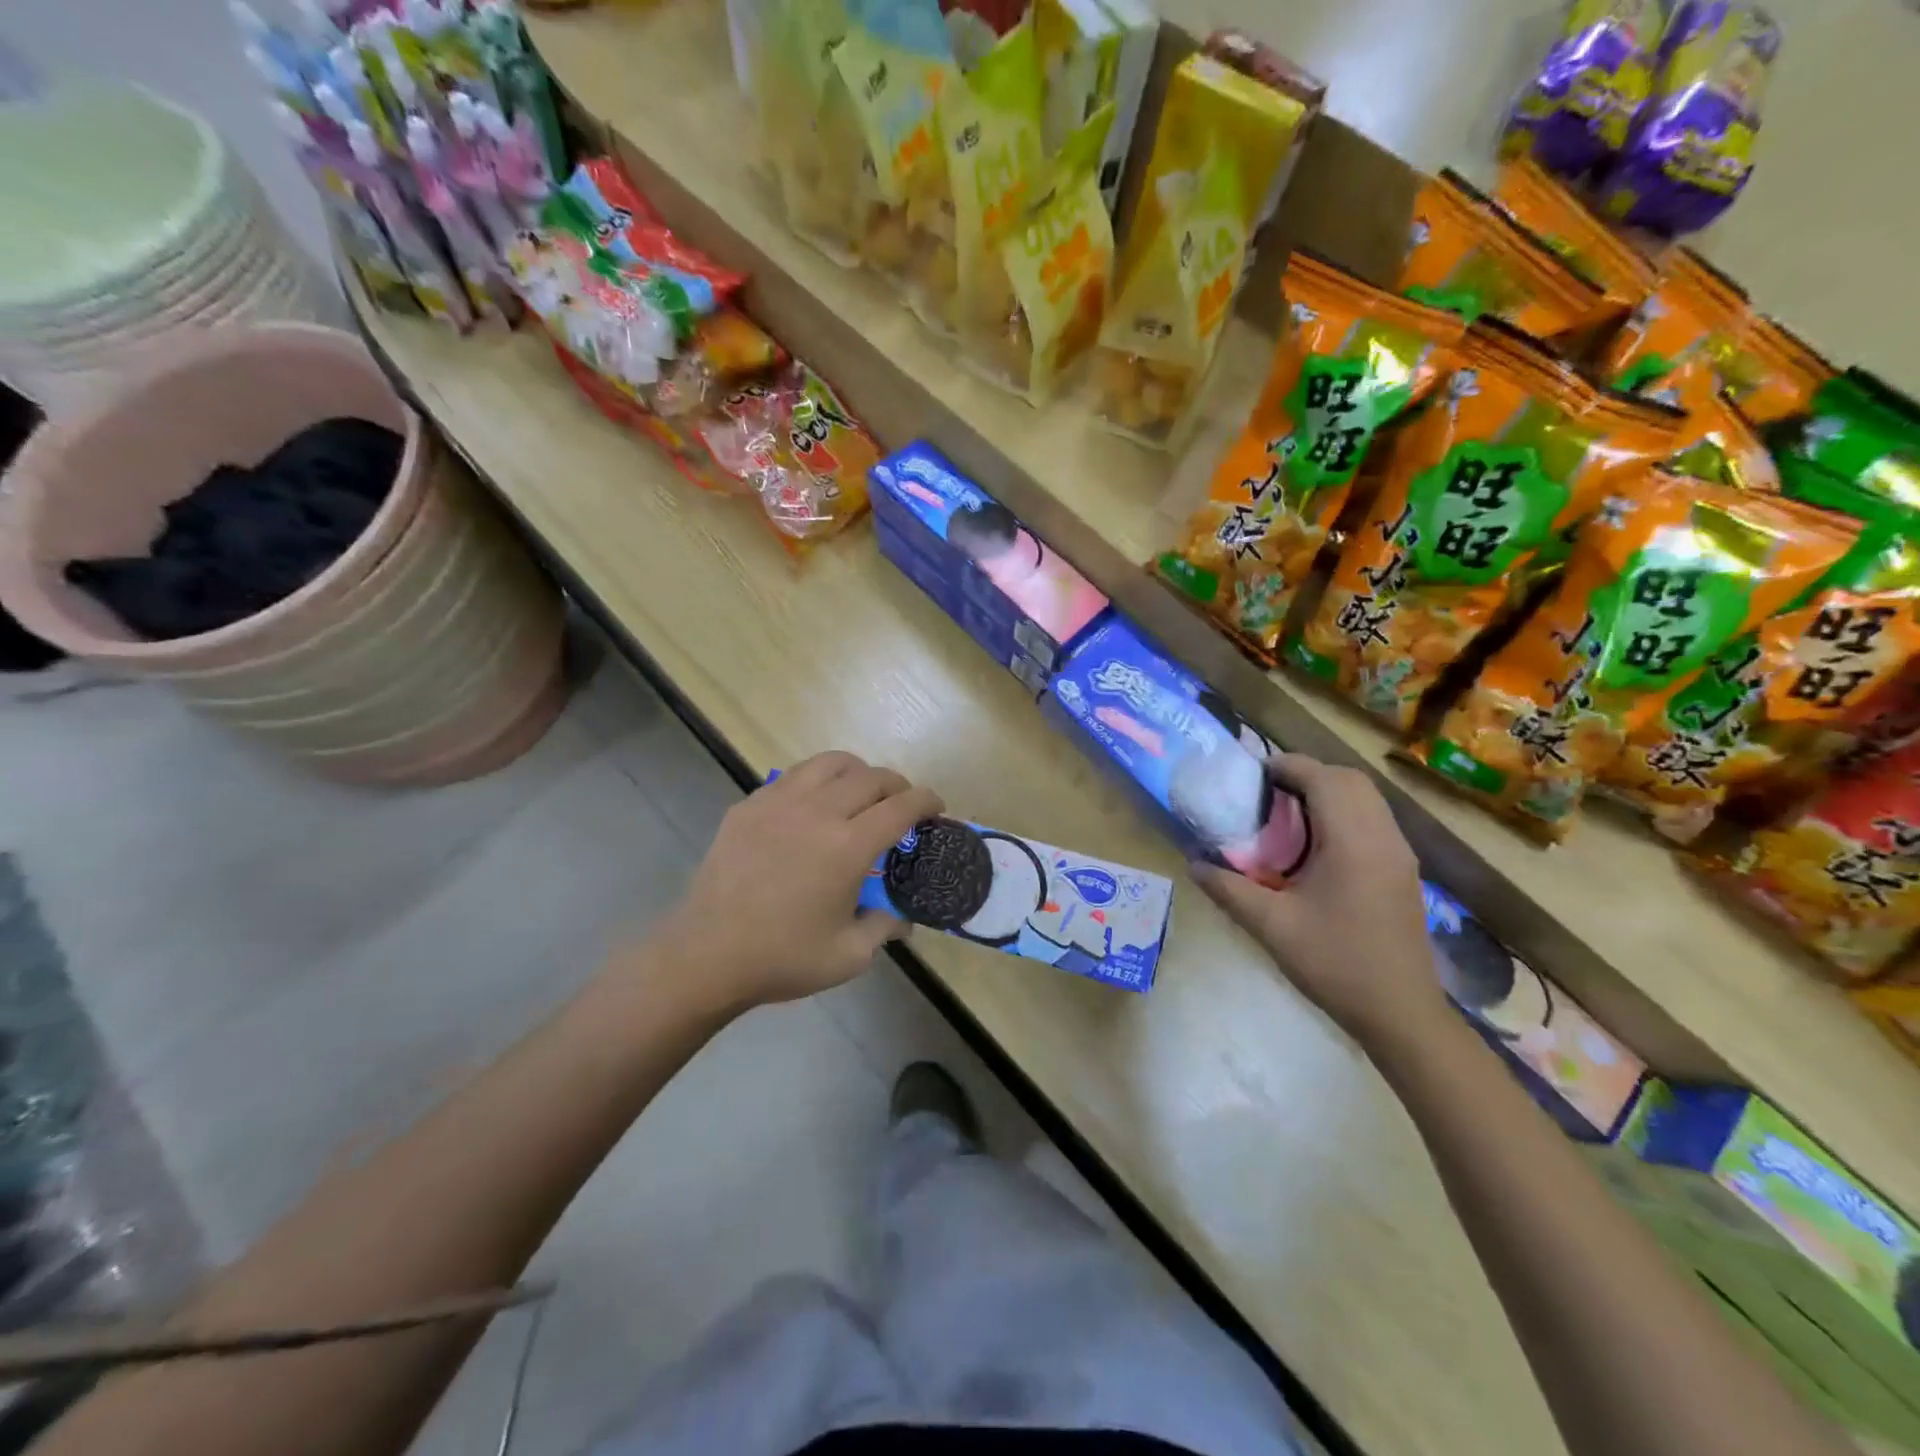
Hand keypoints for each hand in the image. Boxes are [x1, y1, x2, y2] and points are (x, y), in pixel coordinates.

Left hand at [654, 751, 942, 1012]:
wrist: (706, 955)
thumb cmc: (782, 959)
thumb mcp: (849, 956)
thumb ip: (885, 928)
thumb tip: (903, 918)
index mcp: (847, 847)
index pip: (901, 807)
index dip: (926, 801)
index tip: (936, 807)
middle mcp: (818, 812)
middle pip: (871, 777)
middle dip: (897, 785)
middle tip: (902, 804)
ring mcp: (778, 802)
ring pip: (831, 763)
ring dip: (858, 773)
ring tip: (861, 793)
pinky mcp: (749, 805)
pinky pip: (794, 776)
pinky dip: (817, 781)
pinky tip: (814, 807)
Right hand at [1192, 753, 1447, 1050]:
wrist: (1400, 1013)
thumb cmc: (1335, 964)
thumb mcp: (1271, 927)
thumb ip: (1229, 890)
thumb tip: (1192, 864)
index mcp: (1353, 842)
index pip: (1325, 779)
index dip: (1288, 766)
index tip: (1253, 774)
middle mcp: (1383, 837)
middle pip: (1350, 780)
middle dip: (1308, 774)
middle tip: (1267, 792)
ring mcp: (1399, 854)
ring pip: (1366, 798)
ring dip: (1328, 792)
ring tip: (1286, 813)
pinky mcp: (1402, 870)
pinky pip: (1373, 820)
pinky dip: (1343, 812)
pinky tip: (1315, 844)